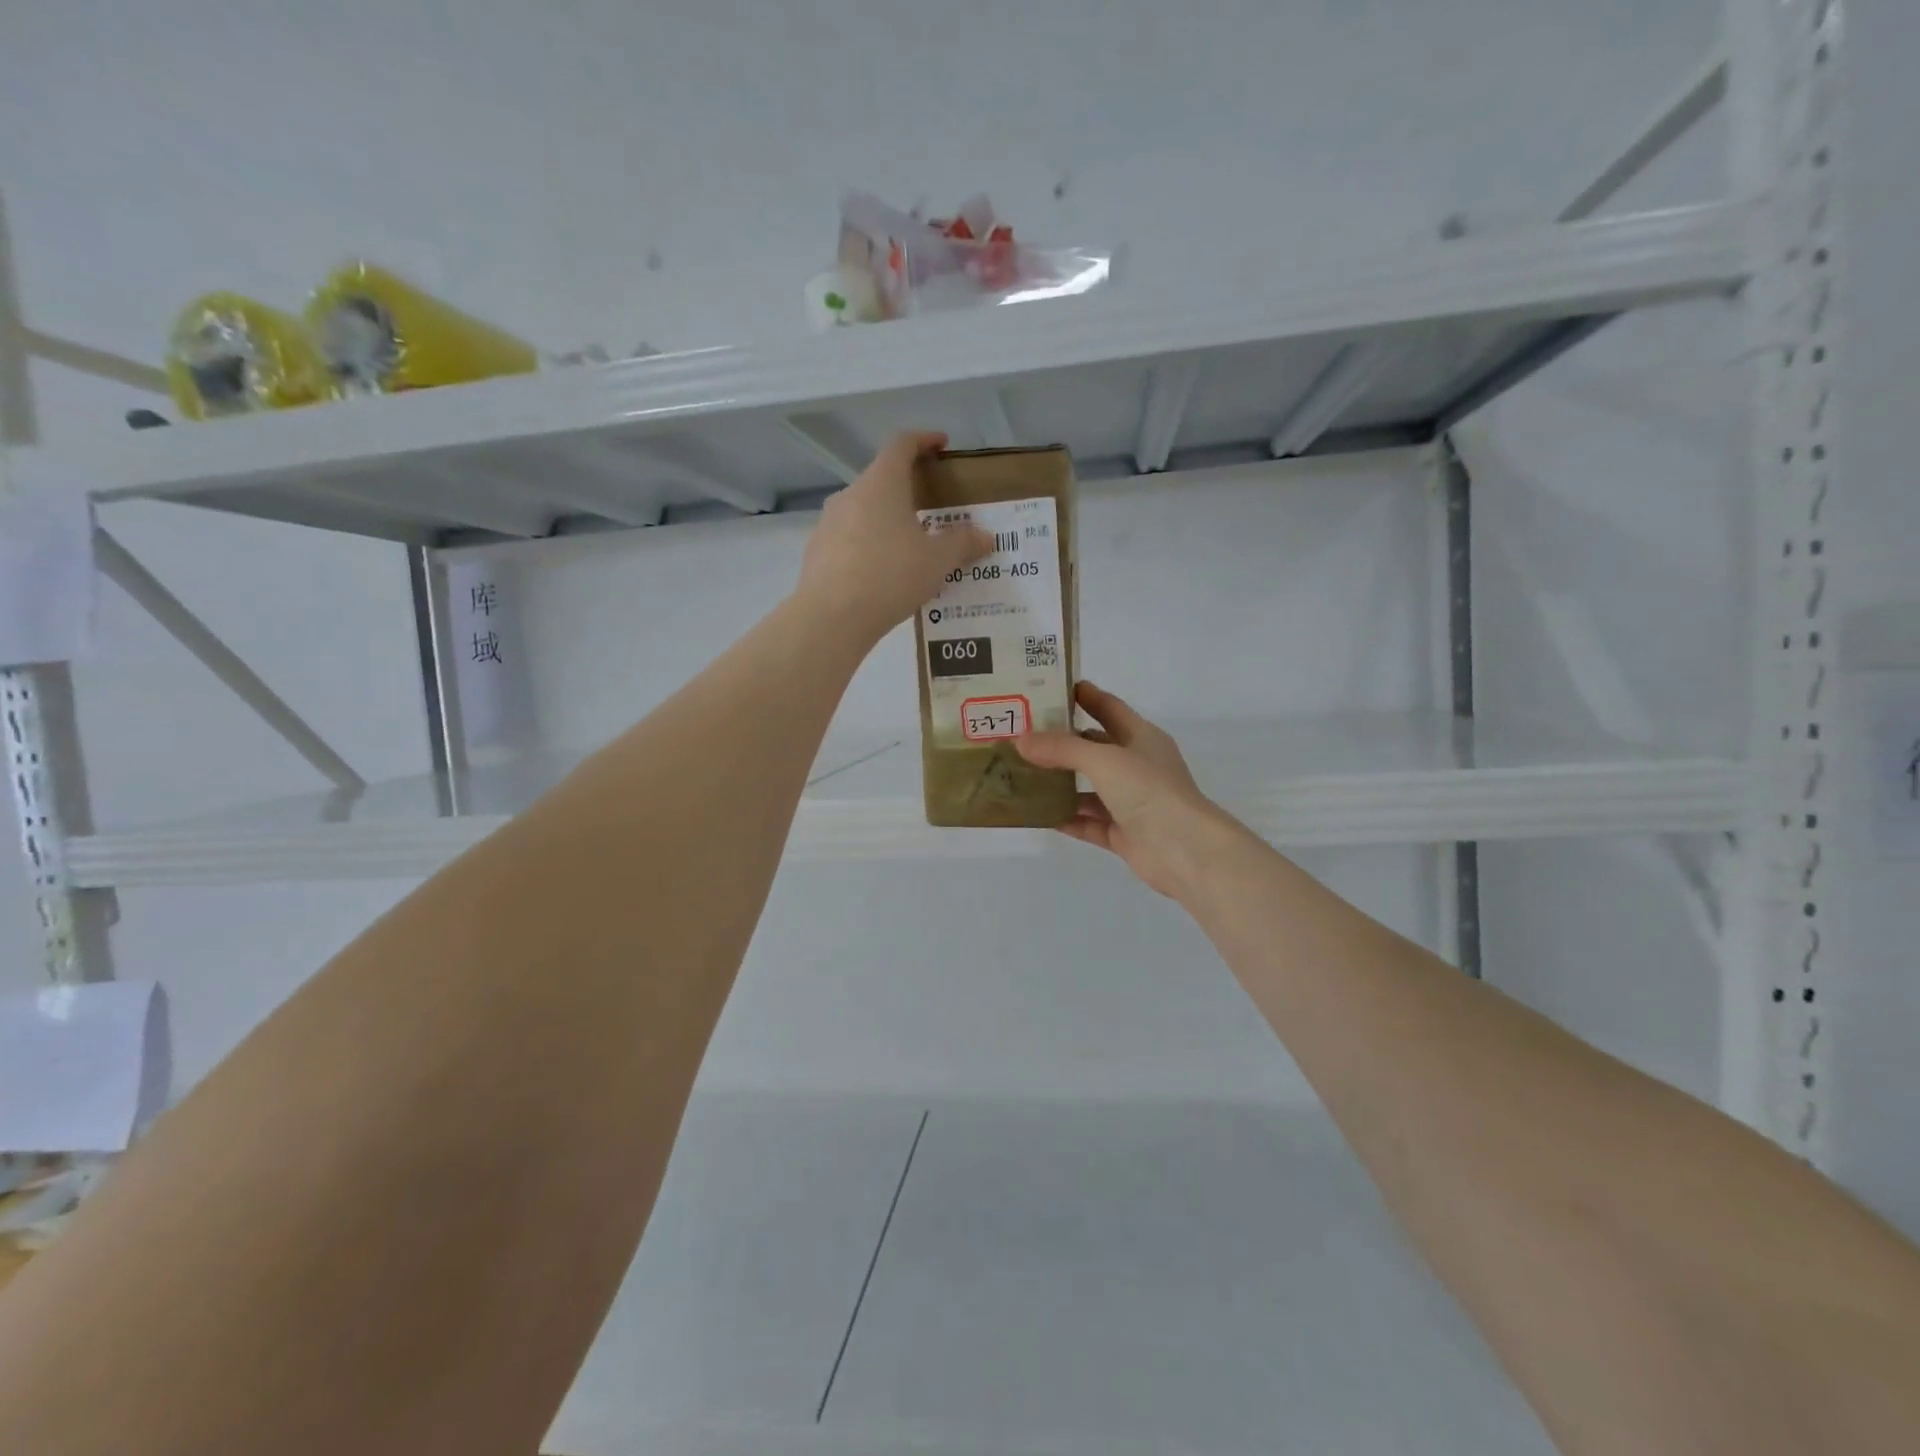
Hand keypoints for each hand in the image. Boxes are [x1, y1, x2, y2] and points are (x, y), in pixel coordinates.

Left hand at [796, 431, 992, 642]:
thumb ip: (962, 544)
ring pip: (864, 510)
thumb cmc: (890, 576)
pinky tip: (883, 572)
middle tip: (931, 506)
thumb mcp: (937, 562)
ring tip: (909, 545)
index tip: (941, 445)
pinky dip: (869, 544)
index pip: (901, 445)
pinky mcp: (818, 551)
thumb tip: (985, 537)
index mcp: (881, 484)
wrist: (831, 617)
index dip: (923, 440)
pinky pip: (850, 538)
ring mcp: (829, 523)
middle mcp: (851, 495)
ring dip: (887, 519)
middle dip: (907, 487)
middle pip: (881, 479)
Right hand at [1017, 682, 1246, 898]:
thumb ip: (1062, 748)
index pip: (1110, 708)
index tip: (1051, 687)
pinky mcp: (1123, 834)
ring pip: (1088, 788)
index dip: (1085, 696)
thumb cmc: (1149, 791)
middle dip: (1062, 742)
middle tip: (1023, 734)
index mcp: (1142, 738)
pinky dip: (1066, 818)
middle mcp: (1136, 767)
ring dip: (1060, 783)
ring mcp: (1130, 802)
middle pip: (1094, 748)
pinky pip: (1088, 822)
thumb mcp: (1104, 759)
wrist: (1184, 850)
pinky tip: (1037, 814)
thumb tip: (1021, 740)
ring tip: (1021, 774)